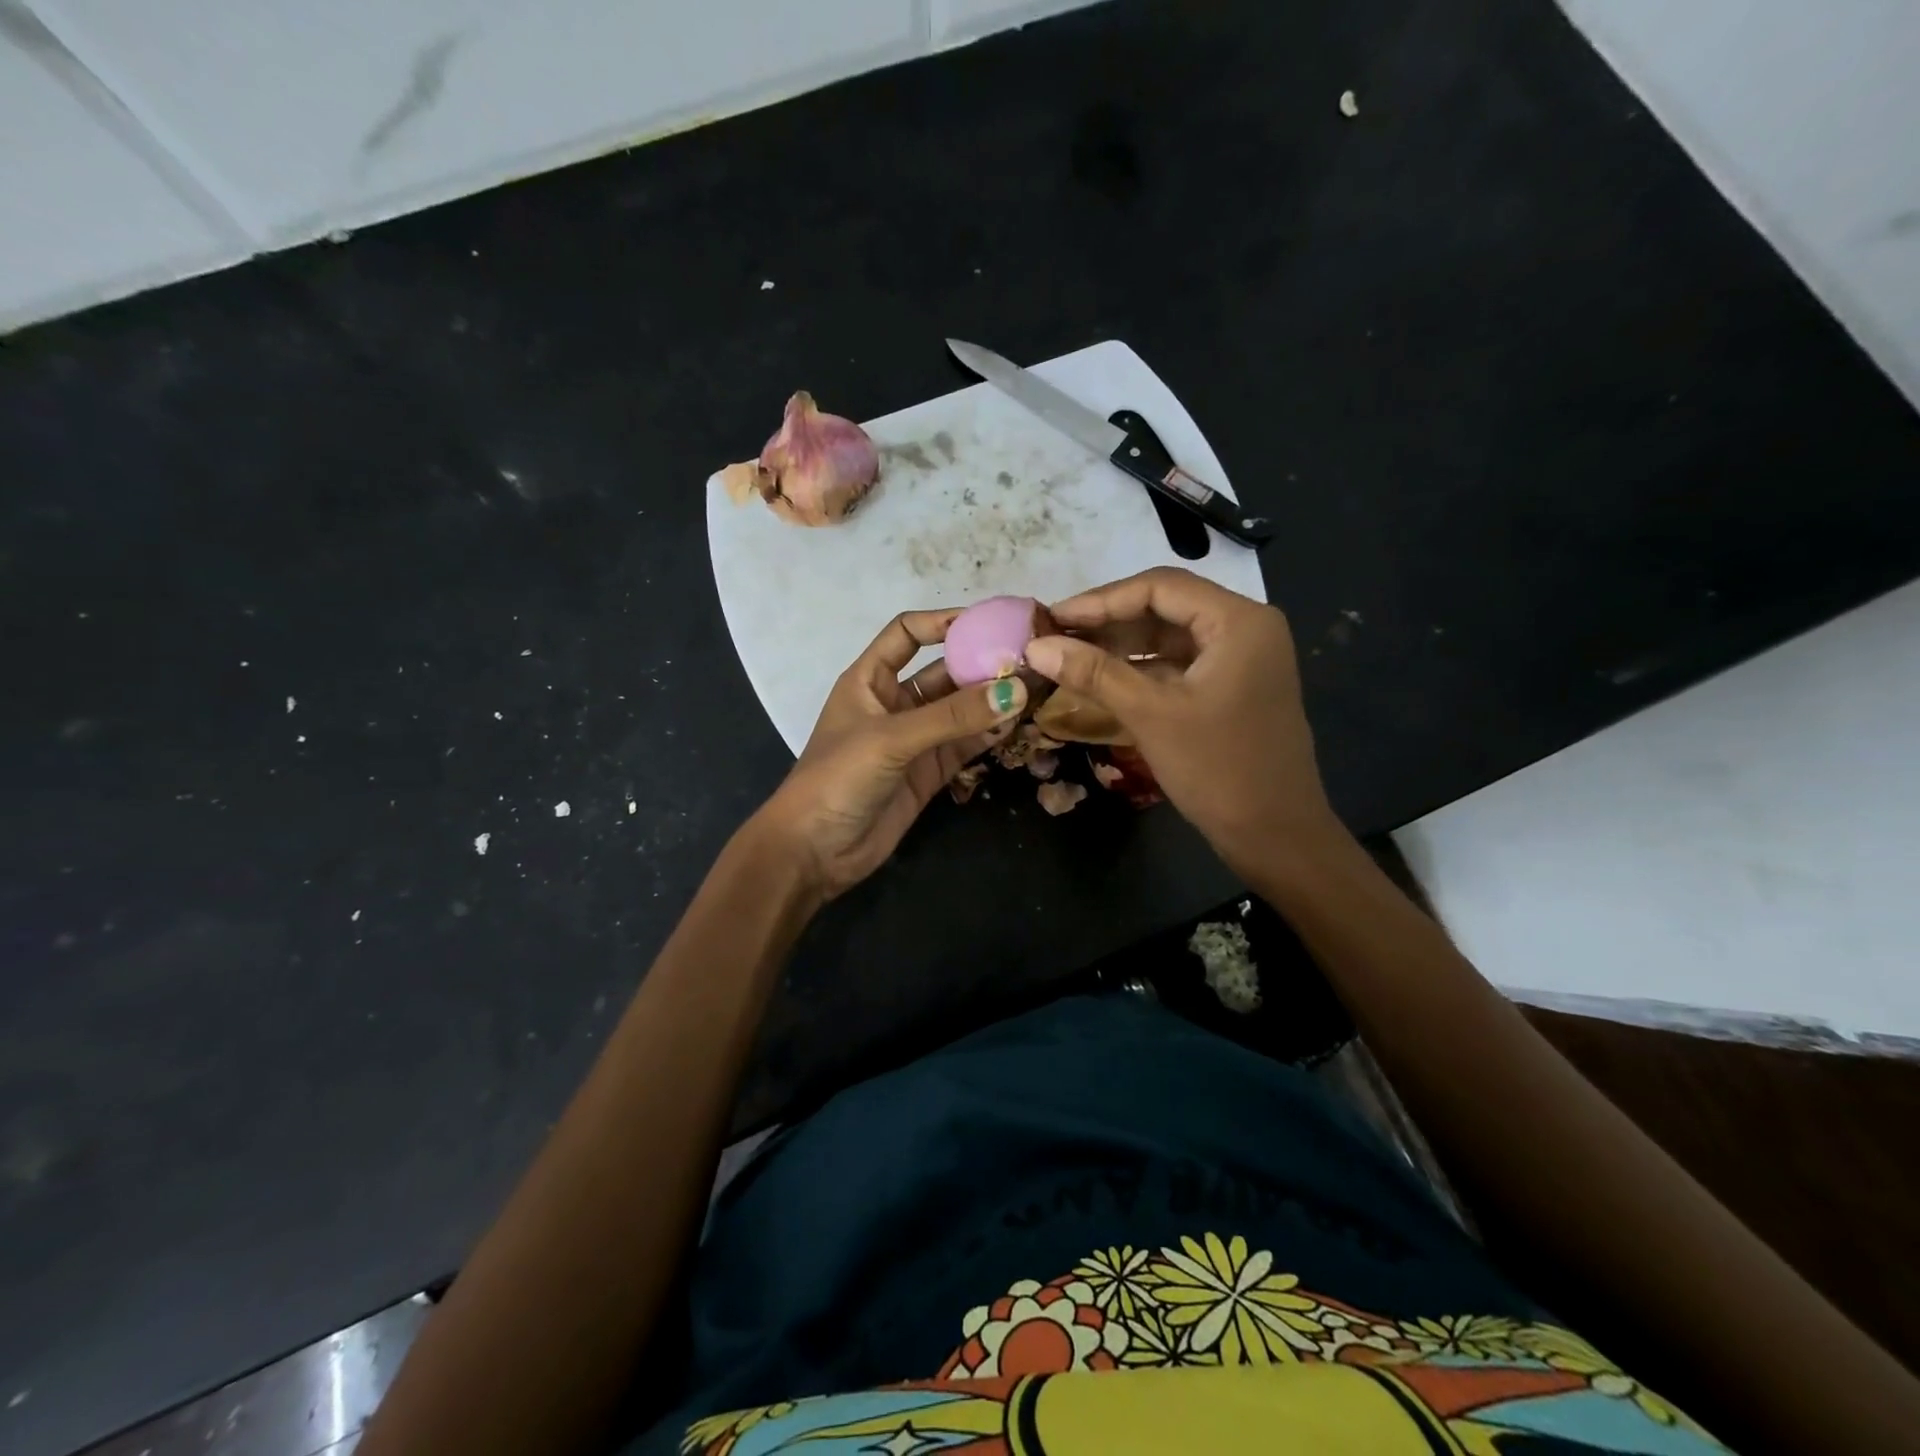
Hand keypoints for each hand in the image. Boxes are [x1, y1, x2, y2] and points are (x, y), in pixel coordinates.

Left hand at [755, 609, 1025, 903]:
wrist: (814, 851)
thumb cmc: (837, 778)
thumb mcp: (891, 739)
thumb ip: (952, 717)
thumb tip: (1015, 692)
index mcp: (869, 680)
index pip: (907, 634)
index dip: (942, 622)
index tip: (987, 622)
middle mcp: (894, 704)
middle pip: (943, 673)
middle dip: (980, 664)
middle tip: (1027, 659)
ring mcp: (914, 740)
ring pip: (959, 711)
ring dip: (991, 701)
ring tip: (1033, 689)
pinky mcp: (929, 773)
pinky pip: (964, 745)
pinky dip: (988, 735)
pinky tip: (1016, 725)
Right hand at [1024, 567, 1339, 875]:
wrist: (1277, 837)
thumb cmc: (1218, 769)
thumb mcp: (1151, 714)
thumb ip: (1094, 673)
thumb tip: (1037, 646)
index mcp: (1239, 621)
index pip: (1159, 587)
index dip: (1100, 600)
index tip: (1052, 618)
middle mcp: (1246, 629)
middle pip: (1166, 607)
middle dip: (1108, 621)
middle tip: (1054, 636)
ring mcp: (1242, 660)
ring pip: (1170, 636)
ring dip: (1121, 645)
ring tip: (1069, 655)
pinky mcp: (1234, 688)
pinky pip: (1179, 664)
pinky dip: (1141, 668)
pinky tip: (1102, 679)